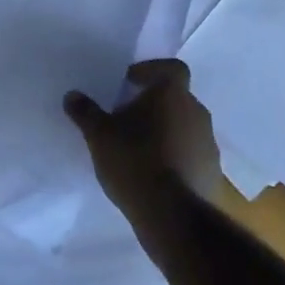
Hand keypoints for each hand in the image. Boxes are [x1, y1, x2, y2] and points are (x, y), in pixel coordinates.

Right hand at [64, 59, 219, 219]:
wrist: (173, 217)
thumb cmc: (135, 161)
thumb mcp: (99, 135)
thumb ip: (86, 112)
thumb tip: (72, 96)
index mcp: (173, 93)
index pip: (172, 68)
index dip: (152, 71)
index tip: (131, 83)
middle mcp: (196, 111)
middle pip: (177, 98)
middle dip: (156, 105)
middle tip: (130, 118)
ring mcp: (209, 144)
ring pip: (186, 127)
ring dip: (168, 132)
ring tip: (142, 150)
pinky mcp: (213, 174)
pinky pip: (193, 156)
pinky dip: (178, 159)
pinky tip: (157, 176)